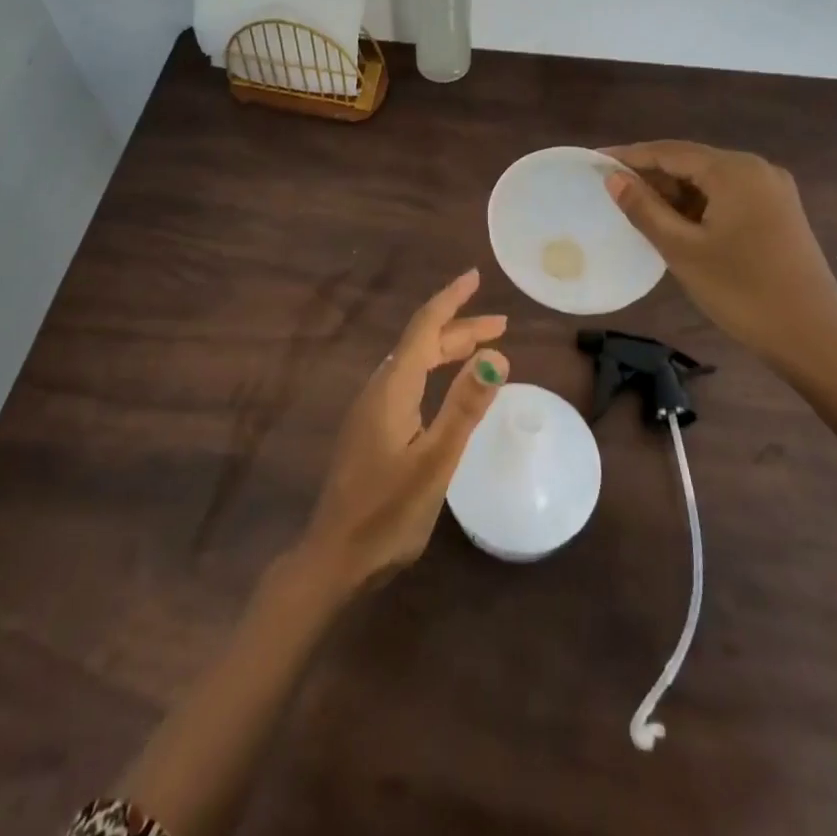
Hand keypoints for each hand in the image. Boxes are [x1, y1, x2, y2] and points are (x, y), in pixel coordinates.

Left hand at [301, 269, 507, 591]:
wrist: (334, 558)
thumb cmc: (387, 512)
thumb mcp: (435, 461)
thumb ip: (464, 408)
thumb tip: (497, 357)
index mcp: (392, 388)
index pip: (424, 328)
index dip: (450, 300)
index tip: (474, 276)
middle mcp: (379, 390)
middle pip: (421, 343)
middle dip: (460, 328)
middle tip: (501, 325)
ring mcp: (372, 410)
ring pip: (414, 363)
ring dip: (448, 349)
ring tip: (483, 349)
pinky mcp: (372, 430)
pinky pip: (409, 382)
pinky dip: (436, 371)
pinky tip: (448, 387)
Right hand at [602, 141, 836, 380]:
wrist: (814, 338)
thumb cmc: (742, 292)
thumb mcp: (682, 250)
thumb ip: (644, 209)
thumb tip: (614, 180)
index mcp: (735, 171)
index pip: (670, 152)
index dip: (630, 156)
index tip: (595, 160)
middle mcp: (757, 169)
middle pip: (692, 162)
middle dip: (651, 174)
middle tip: (611, 190)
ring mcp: (773, 191)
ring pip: (710, 181)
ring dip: (674, 192)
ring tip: (637, 209)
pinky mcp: (779, 214)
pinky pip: (728, 197)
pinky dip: (698, 205)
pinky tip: (676, 224)